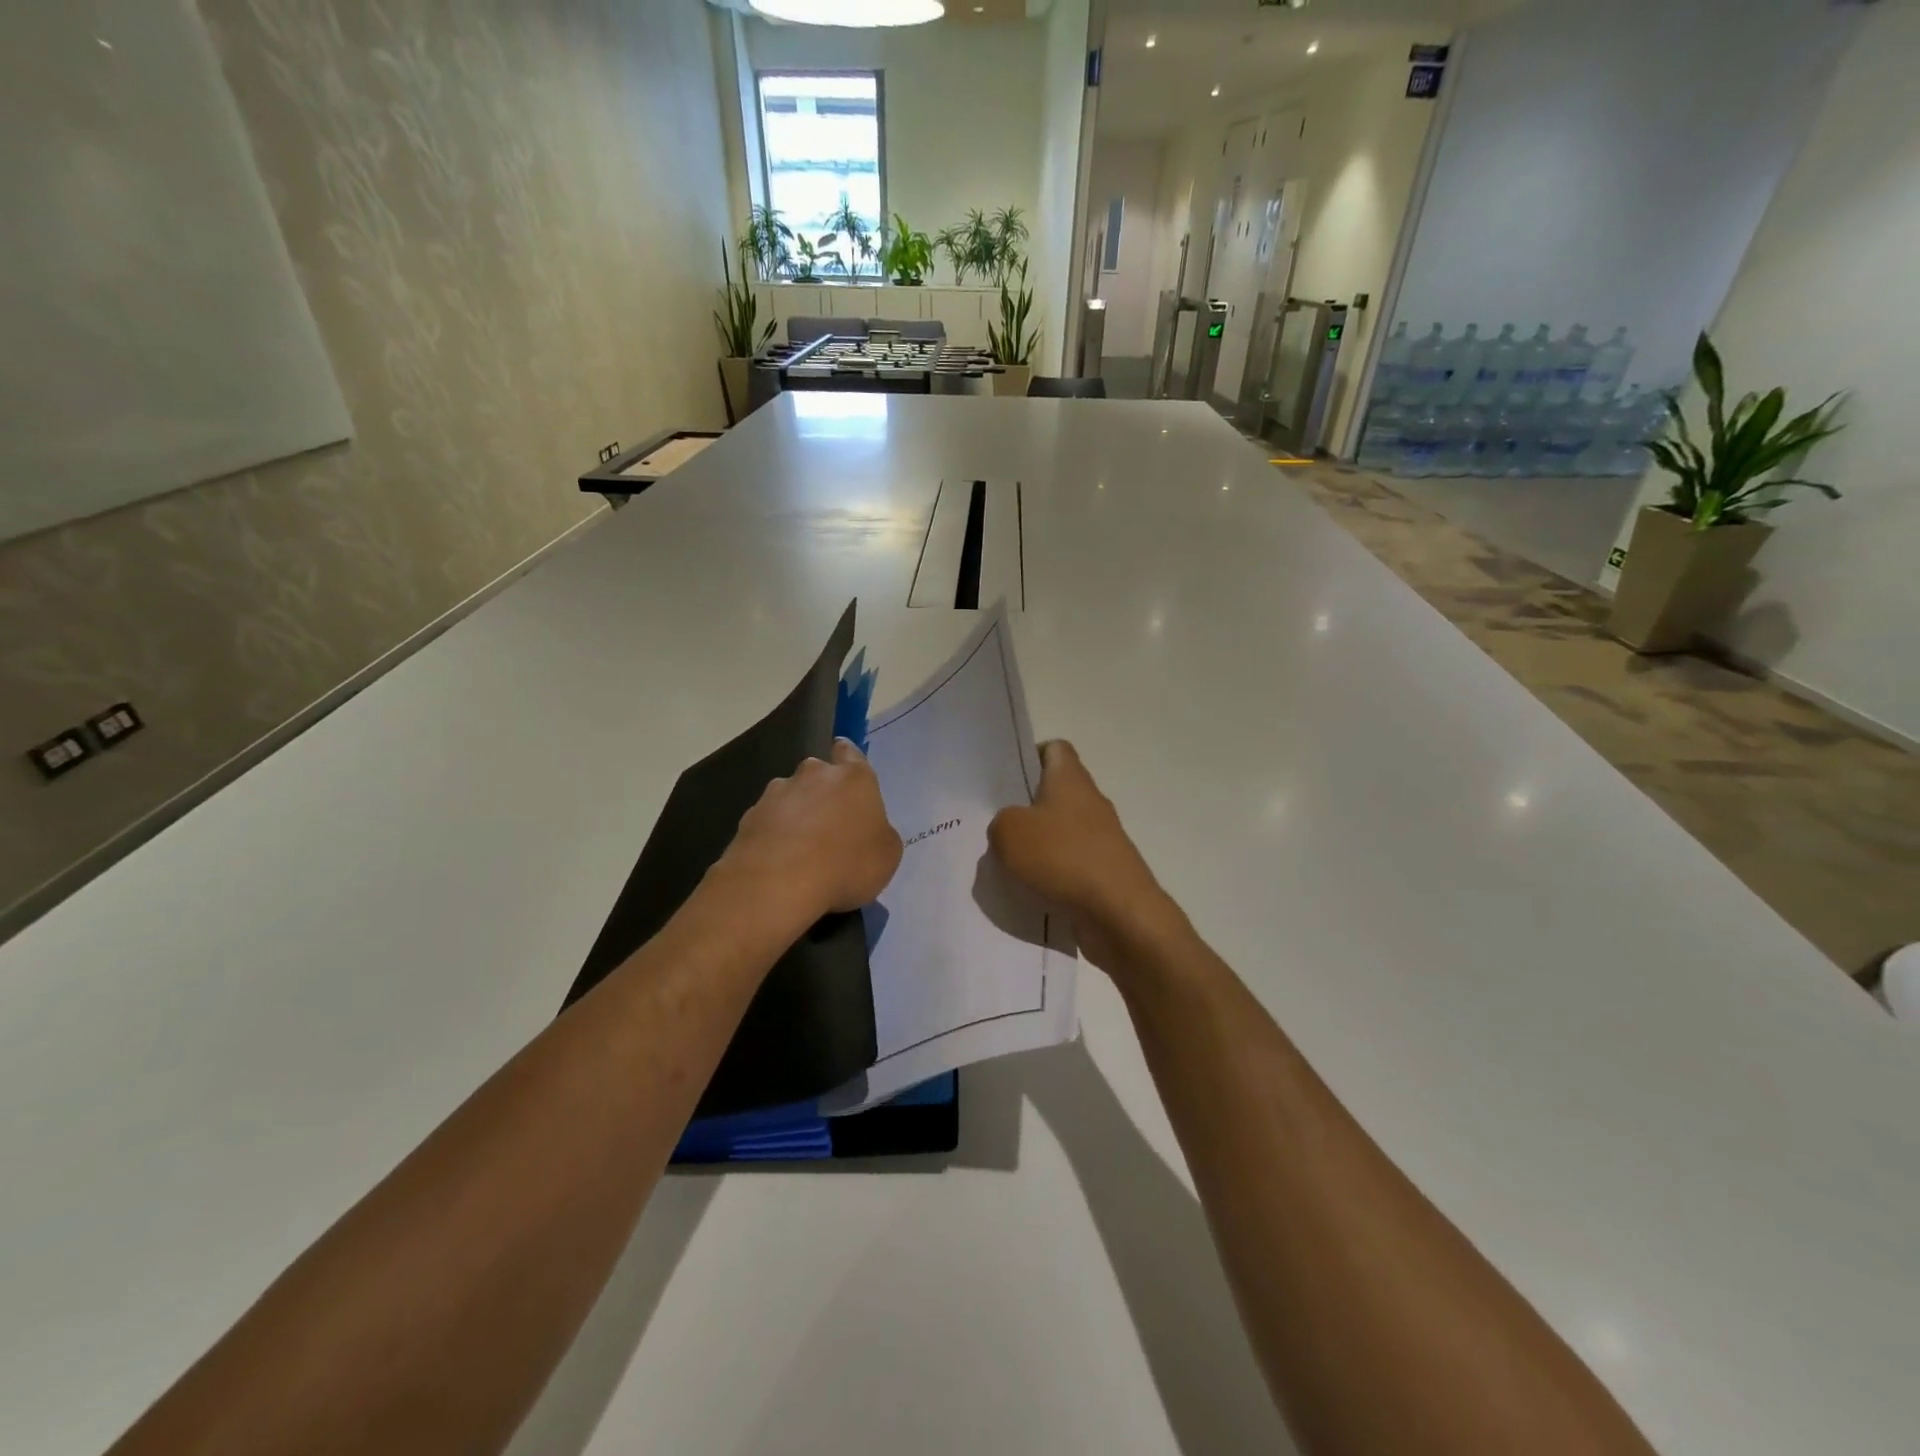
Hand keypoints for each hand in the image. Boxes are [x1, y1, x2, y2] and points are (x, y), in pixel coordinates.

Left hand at [721, 739, 902, 920]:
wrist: (778, 883)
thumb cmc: (846, 865)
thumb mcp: (887, 855)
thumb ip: (880, 833)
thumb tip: (870, 830)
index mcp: (854, 778)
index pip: (850, 752)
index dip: (847, 757)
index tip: (845, 768)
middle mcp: (815, 774)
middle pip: (818, 773)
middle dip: (822, 790)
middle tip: (828, 822)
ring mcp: (778, 792)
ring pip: (790, 795)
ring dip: (796, 812)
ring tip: (799, 846)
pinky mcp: (750, 815)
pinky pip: (768, 819)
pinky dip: (773, 832)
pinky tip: (778, 859)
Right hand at [988, 741, 1176, 971]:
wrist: (1119, 912)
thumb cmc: (1063, 857)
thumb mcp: (1009, 832)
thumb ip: (1000, 822)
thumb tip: (1009, 829)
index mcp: (1071, 779)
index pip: (1055, 749)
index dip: (1031, 755)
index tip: (1006, 778)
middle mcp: (1089, 802)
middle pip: (1055, 792)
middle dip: (1026, 807)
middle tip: (995, 823)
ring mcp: (1100, 838)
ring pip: (1060, 830)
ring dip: (1036, 844)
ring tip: (1005, 861)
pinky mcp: (1103, 871)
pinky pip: (1069, 863)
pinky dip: (1050, 873)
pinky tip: (1028, 889)